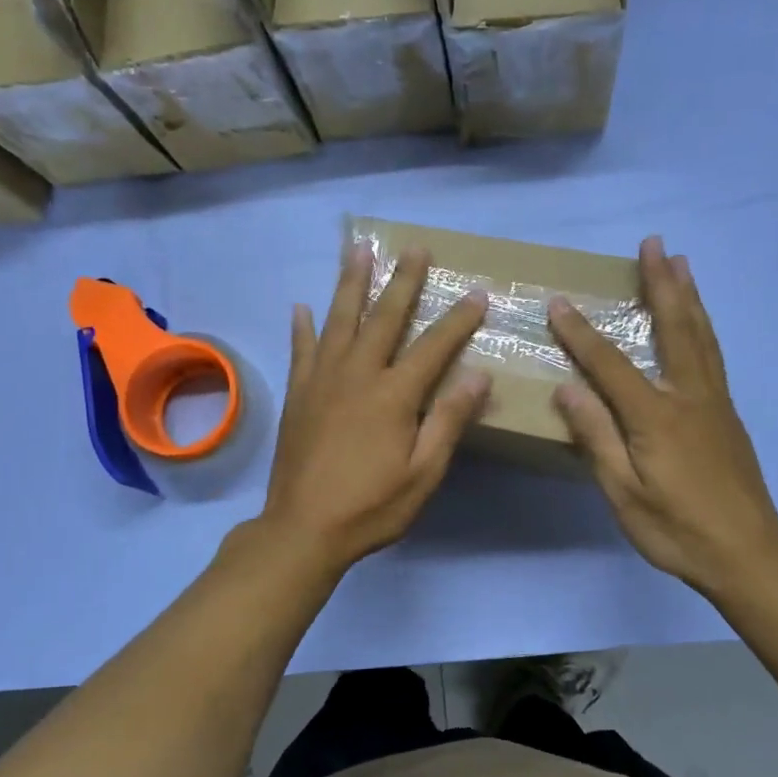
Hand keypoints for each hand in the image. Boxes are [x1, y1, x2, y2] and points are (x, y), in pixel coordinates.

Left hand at [258, 244, 491, 575]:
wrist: (303, 529)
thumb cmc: (372, 506)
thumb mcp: (423, 473)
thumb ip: (448, 421)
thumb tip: (479, 375)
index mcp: (394, 395)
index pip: (433, 346)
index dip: (457, 319)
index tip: (476, 293)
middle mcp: (357, 375)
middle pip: (384, 318)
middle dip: (403, 281)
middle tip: (415, 248)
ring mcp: (322, 380)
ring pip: (339, 320)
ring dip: (351, 283)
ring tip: (357, 251)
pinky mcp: (298, 394)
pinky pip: (301, 350)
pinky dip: (302, 327)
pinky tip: (301, 307)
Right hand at [548, 236, 777, 601]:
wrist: (749, 555)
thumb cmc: (677, 529)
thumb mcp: (624, 493)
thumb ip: (596, 438)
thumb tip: (567, 389)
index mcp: (656, 416)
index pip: (610, 365)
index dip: (581, 333)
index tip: (558, 303)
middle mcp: (689, 396)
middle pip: (675, 328)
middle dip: (661, 283)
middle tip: (655, 243)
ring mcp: (714, 403)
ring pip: (701, 335)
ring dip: (688, 295)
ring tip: (682, 263)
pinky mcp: (727, 415)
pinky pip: (712, 354)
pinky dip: (702, 325)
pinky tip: (698, 322)